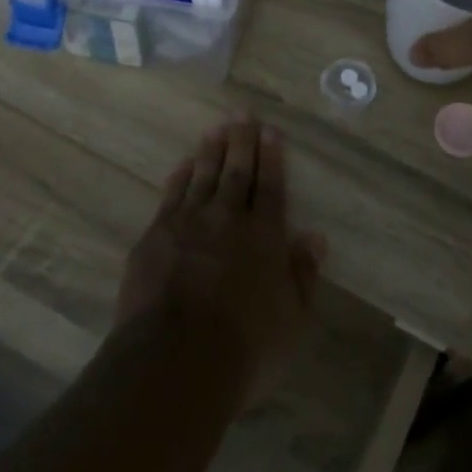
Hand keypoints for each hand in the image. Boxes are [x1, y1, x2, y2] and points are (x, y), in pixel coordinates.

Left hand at [115, 116, 321, 380]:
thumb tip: (315, 237)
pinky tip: (184, 163)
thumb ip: (302, 274)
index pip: (270, 186)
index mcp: (264, 236)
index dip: (272, 157)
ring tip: (216, 128)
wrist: (174, 358)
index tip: (271, 132)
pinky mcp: (156, 236)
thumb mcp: (291, 318)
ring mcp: (187, 223)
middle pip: (236, 172)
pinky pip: (171, 195)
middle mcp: (227, 219)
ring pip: (202, 176)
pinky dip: (180, 176)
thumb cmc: (244, 345)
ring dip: (211, 150)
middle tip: (242, 113)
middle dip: (241, 141)